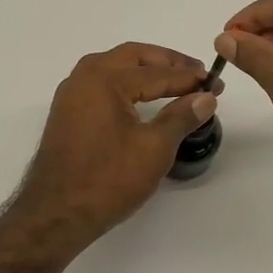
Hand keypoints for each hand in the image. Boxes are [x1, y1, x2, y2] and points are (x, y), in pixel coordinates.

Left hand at [11, 42, 217, 246]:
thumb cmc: (108, 179)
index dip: (190, 78)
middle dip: (167, 62)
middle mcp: (85, 76)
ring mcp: (72, 94)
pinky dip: (127, 83)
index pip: (158, 73)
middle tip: (196, 73)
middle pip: (134, 57)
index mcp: (106, 78)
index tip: (216, 82)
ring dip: (146, 70)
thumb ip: (181, 117)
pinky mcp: (67, 112)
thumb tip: (206, 97)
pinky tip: (142, 98)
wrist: (56, 214)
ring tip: (174, 81)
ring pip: (115, 67)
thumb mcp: (154, 148)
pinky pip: (103, 84)